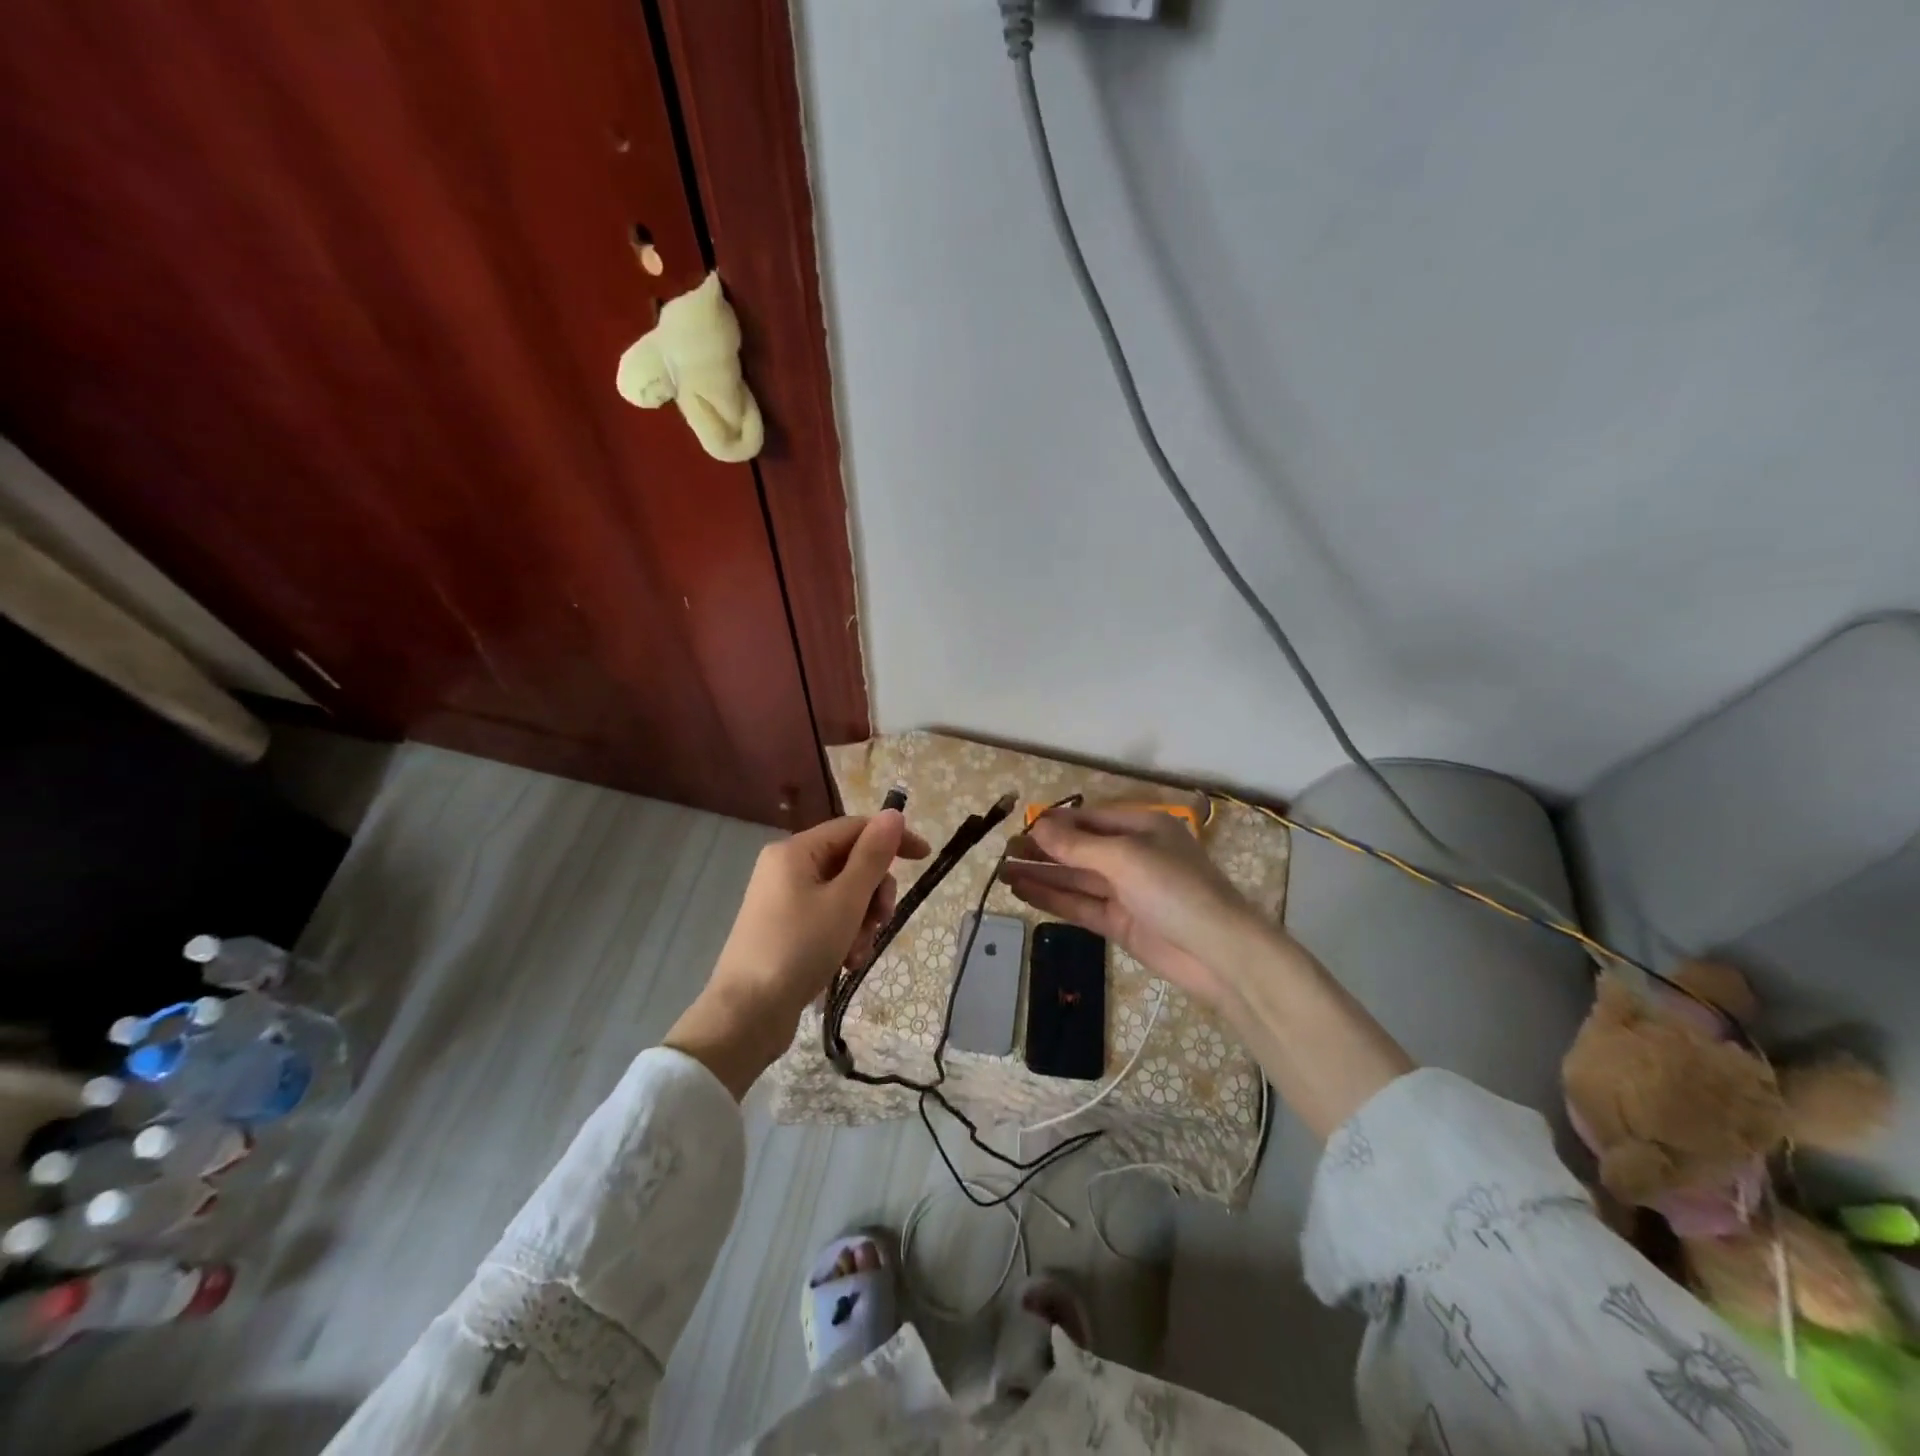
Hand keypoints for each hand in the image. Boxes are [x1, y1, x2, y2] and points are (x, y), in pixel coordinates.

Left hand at [666, 811, 928, 1096]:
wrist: (746, 1015)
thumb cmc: (799, 949)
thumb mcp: (845, 900)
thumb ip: (872, 856)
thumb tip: (893, 813)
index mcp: (796, 851)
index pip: (855, 828)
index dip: (892, 838)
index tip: (925, 857)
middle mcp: (786, 867)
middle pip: (850, 863)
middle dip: (874, 892)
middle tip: (882, 920)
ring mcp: (783, 900)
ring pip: (843, 895)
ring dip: (862, 921)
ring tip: (859, 952)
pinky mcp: (784, 929)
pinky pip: (827, 918)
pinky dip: (844, 936)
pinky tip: (848, 963)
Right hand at [1001, 806, 1270, 1012]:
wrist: (1219, 953)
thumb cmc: (1174, 889)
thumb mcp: (1124, 858)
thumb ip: (1077, 845)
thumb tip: (1039, 825)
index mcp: (1142, 828)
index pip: (1090, 819)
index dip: (1055, 823)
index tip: (1020, 827)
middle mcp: (1133, 855)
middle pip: (1080, 849)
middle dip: (1043, 850)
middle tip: (1004, 851)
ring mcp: (1126, 891)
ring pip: (1076, 878)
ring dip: (1042, 874)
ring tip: (1003, 871)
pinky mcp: (1121, 922)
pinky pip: (1080, 905)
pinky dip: (1053, 898)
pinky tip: (1023, 892)